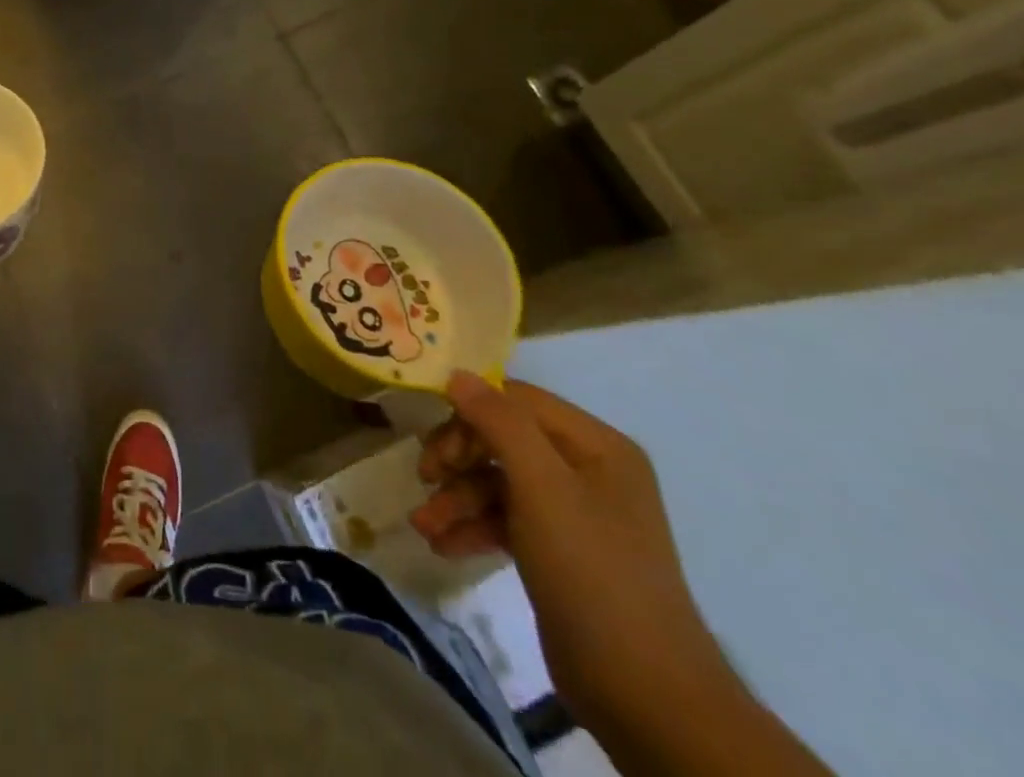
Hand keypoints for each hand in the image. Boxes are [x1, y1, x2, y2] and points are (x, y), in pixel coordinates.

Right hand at [412, 372, 735, 737]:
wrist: (646, 696)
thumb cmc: (592, 572)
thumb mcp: (541, 487)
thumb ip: (499, 422)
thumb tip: (457, 374)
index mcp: (596, 446)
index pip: (517, 400)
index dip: (470, 410)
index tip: (430, 436)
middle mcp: (587, 471)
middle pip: (502, 439)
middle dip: (458, 458)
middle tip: (425, 477)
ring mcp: (573, 513)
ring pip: (497, 482)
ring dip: (456, 498)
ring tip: (423, 525)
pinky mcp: (558, 552)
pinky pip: (505, 519)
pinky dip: (472, 527)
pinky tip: (442, 544)